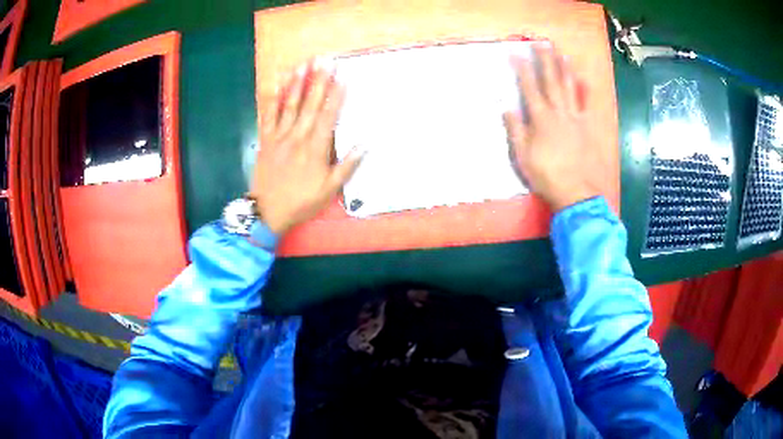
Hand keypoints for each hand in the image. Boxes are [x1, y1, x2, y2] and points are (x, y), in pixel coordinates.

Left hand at [251, 60, 362, 233]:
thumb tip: (365, 144)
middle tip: (324, 60)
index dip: (336, 95)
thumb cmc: (301, 201)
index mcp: (315, 148)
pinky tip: (275, 84)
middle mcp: (297, 137)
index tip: (343, 77)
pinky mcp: (265, 140)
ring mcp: (279, 136)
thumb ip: (347, 166)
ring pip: (289, 105)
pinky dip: (272, 99)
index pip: (328, 115)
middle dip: (318, 81)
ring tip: (303, 65)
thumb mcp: (329, 190)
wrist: (267, 211)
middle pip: (310, 104)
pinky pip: (268, 116)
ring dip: (297, 83)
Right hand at [503, 44, 601, 211]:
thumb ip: (516, 130)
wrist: (576, 192)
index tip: (516, 53)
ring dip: (565, 69)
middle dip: (545, 61)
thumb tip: (507, 108)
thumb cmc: (547, 176)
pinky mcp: (587, 127)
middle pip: (551, 82)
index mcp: (541, 119)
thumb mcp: (523, 157)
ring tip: (561, 53)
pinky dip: (586, 91)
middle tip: (541, 43)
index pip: (529, 88)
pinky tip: (584, 79)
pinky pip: (587, 105)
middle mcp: (559, 113)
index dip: (522, 70)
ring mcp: (576, 119)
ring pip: (570, 88)